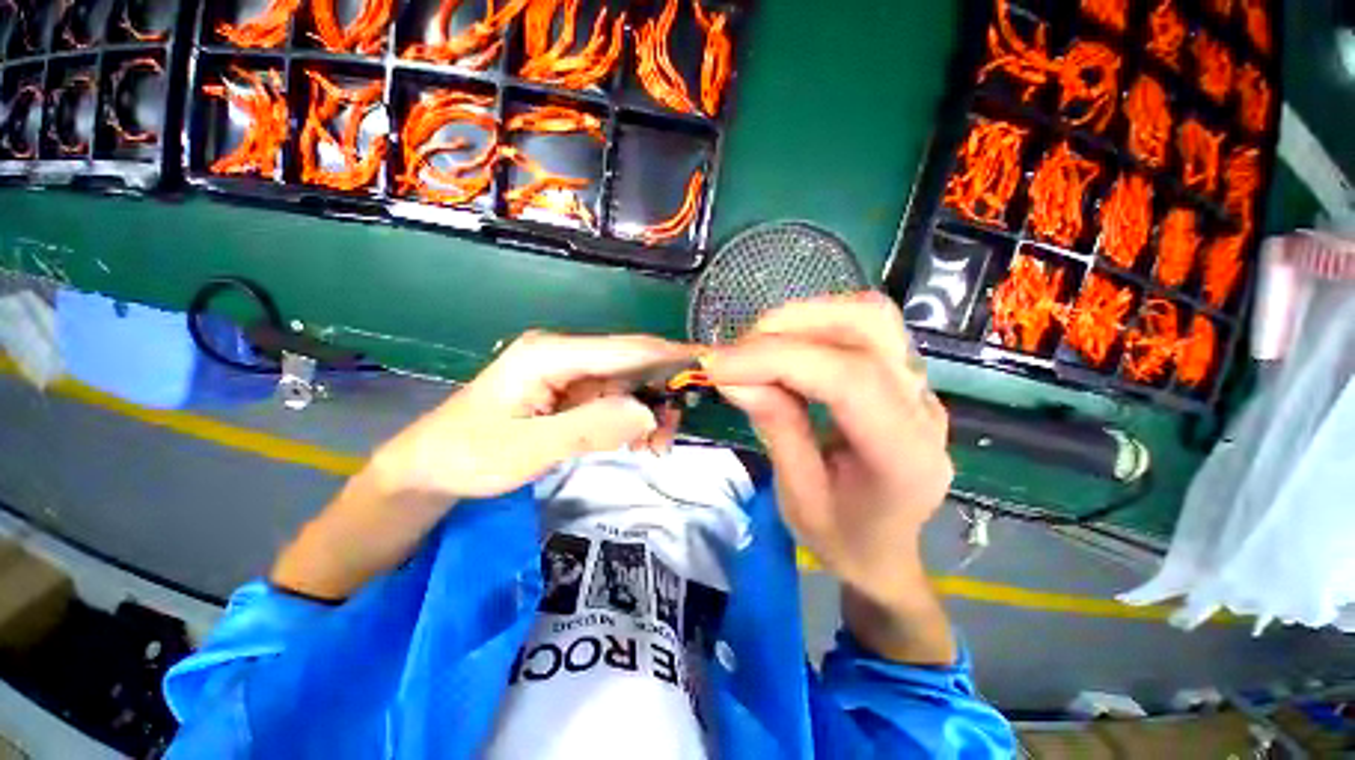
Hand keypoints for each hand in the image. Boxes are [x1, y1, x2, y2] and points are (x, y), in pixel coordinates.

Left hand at [370, 330, 693, 502]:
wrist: (430, 467)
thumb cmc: (469, 454)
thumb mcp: (528, 448)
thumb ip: (590, 428)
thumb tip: (647, 413)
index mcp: (552, 353)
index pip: (626, 348)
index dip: (670, 354)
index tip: (709, 364)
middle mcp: (566, 353)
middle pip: (631, 365)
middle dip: (660, 395)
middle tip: (670, 435)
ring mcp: (569, 372)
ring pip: (627, 385)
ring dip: (646, 413)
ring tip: (652, 448)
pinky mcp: (570, 391)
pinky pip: (613, 400)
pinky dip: (630, 420)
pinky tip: (633, 442)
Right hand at [704, 294, 951, 605]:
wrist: (885, 551)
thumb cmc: (842, 537)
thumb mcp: (798, 495)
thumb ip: (774, 426)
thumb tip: (732, 375)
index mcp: (904, 455)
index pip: (849, 378)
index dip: (776, 360)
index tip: (718, 366)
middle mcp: (923, 408)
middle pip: (868, 326)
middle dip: (790, 326)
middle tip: (737, 352)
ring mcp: (920, 386)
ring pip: (868, 315)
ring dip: (802, 318)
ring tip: (756, 346)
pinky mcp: (903, 376)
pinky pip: (862, 327)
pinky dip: (813, 325)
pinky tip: (783, 348)